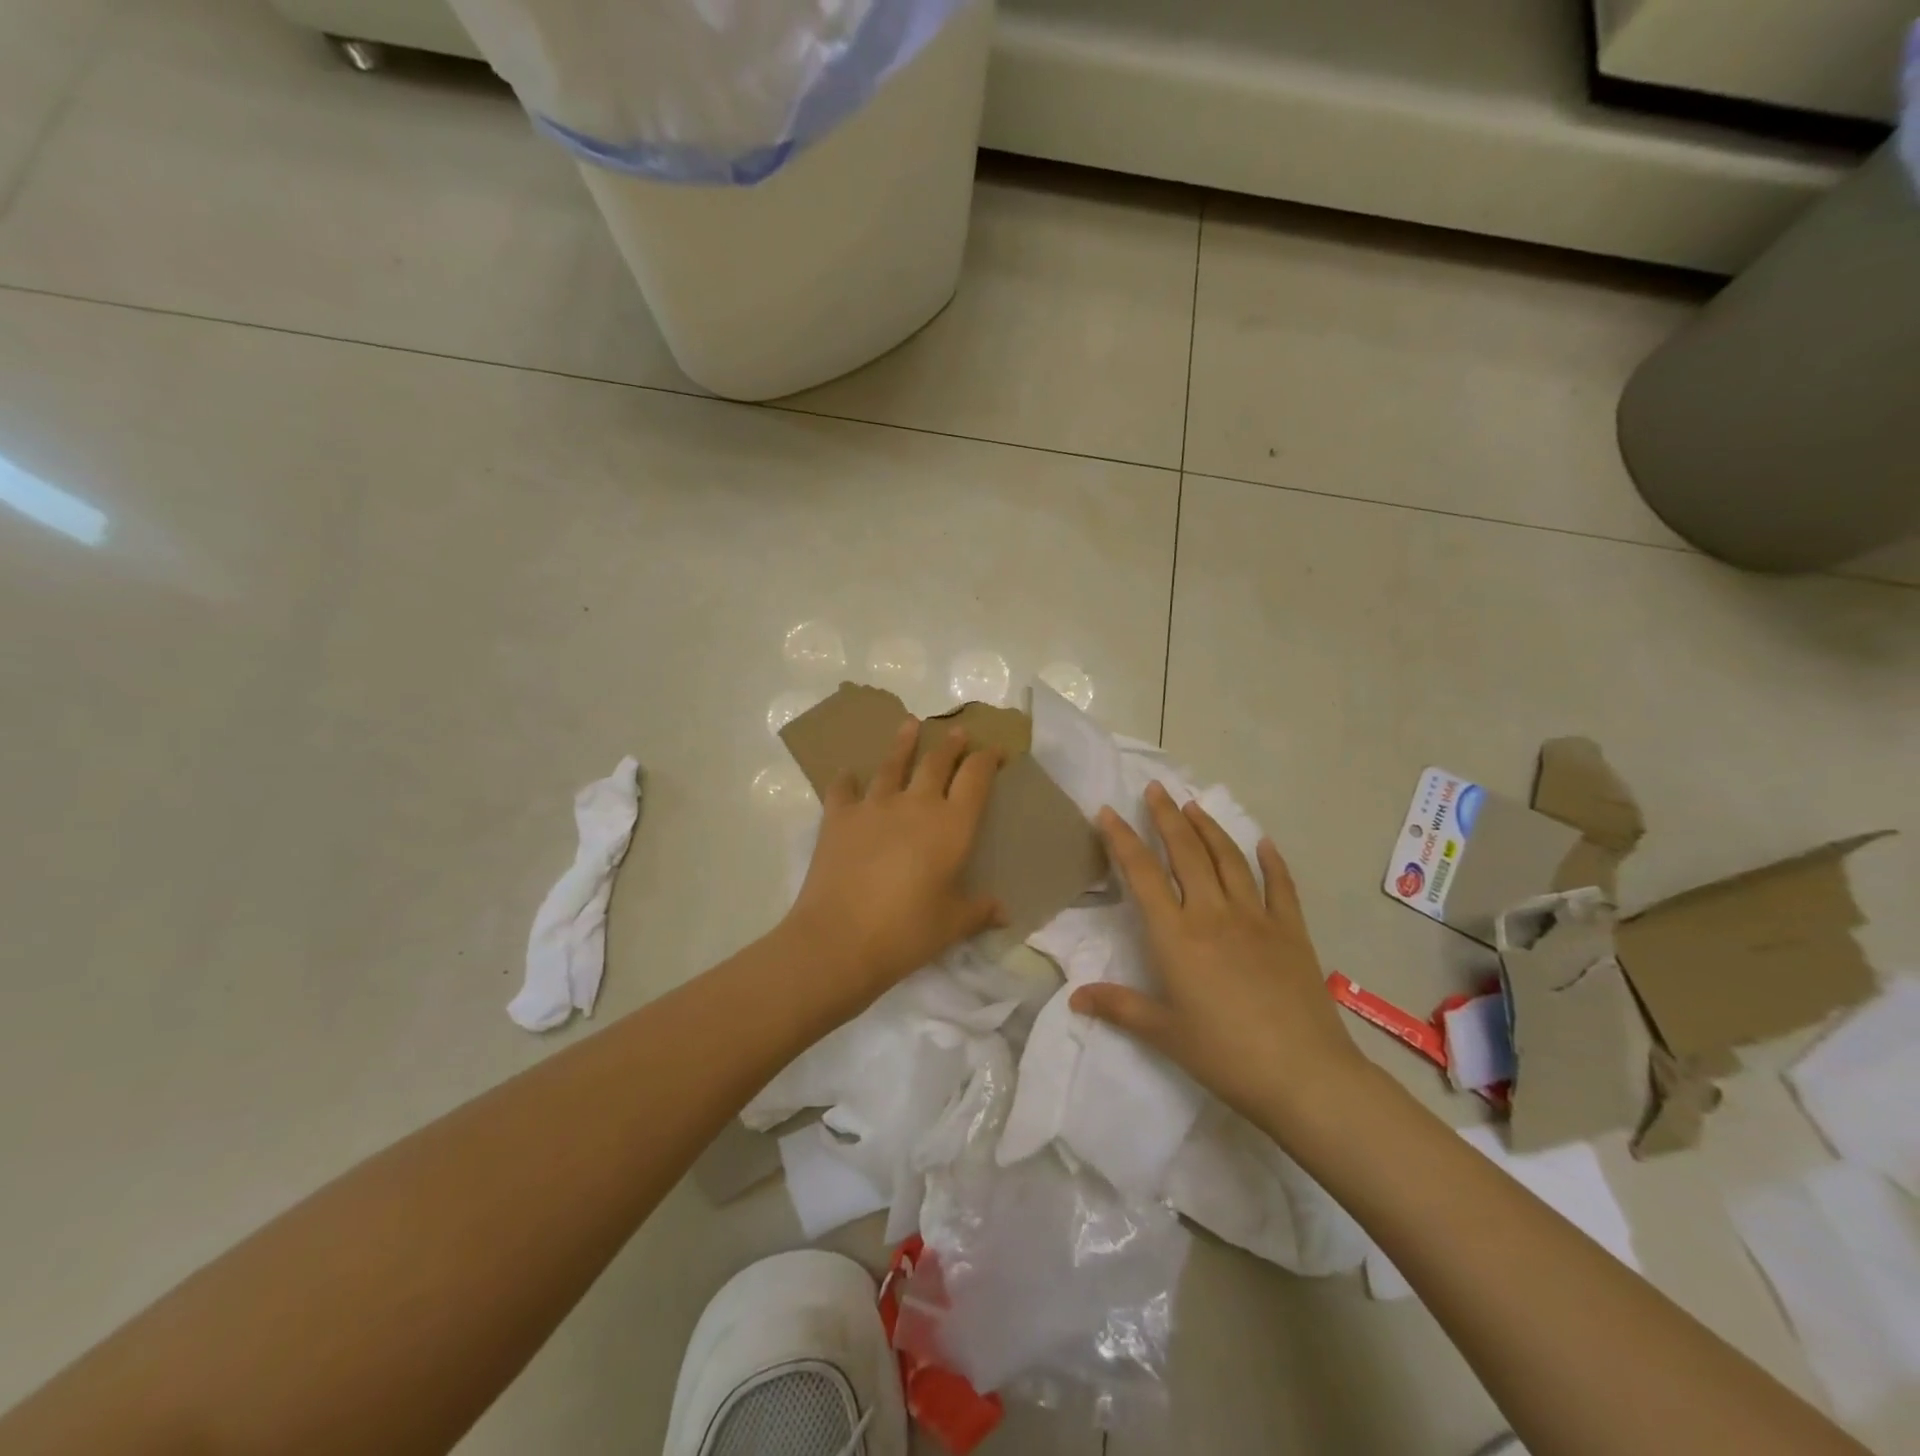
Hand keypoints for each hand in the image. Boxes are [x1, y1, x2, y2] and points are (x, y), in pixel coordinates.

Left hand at [781, 719, 1005, 1017]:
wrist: (840, 939)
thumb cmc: (906, 932)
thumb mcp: (952, 925)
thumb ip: (979, 911)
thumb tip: (1004, 912)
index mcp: (952, 826)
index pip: (976, 778)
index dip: (988, 760)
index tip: (996, 751)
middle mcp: (916, 805)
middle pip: (937, 763)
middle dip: (951, 745)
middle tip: (957, 731)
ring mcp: (874, 806)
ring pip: (892, 765)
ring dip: (903, 743)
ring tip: (909, 724)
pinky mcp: (839, 817)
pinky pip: (844, 789)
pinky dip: (847, 780)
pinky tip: (848, 775)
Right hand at [1070, 782, 1368, 1131]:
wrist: (1304, 1075)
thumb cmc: (1225, 1055)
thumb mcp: (1164, 1033)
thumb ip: (1119, 1007)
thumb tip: (1075, 999)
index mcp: (1176, 935)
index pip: (1142, 874)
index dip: (1121, 839)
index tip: (1107, 812)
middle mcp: (1213, 913)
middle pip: (1185, 852)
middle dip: (1166, 816)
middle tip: (1154, 788)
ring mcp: (1256, 917)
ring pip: (1228, 859)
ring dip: (1209, 828)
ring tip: (1194, 804)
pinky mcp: (1291, 931)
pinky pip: (1280, 886)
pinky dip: (1271, 861)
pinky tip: (1263, 843)